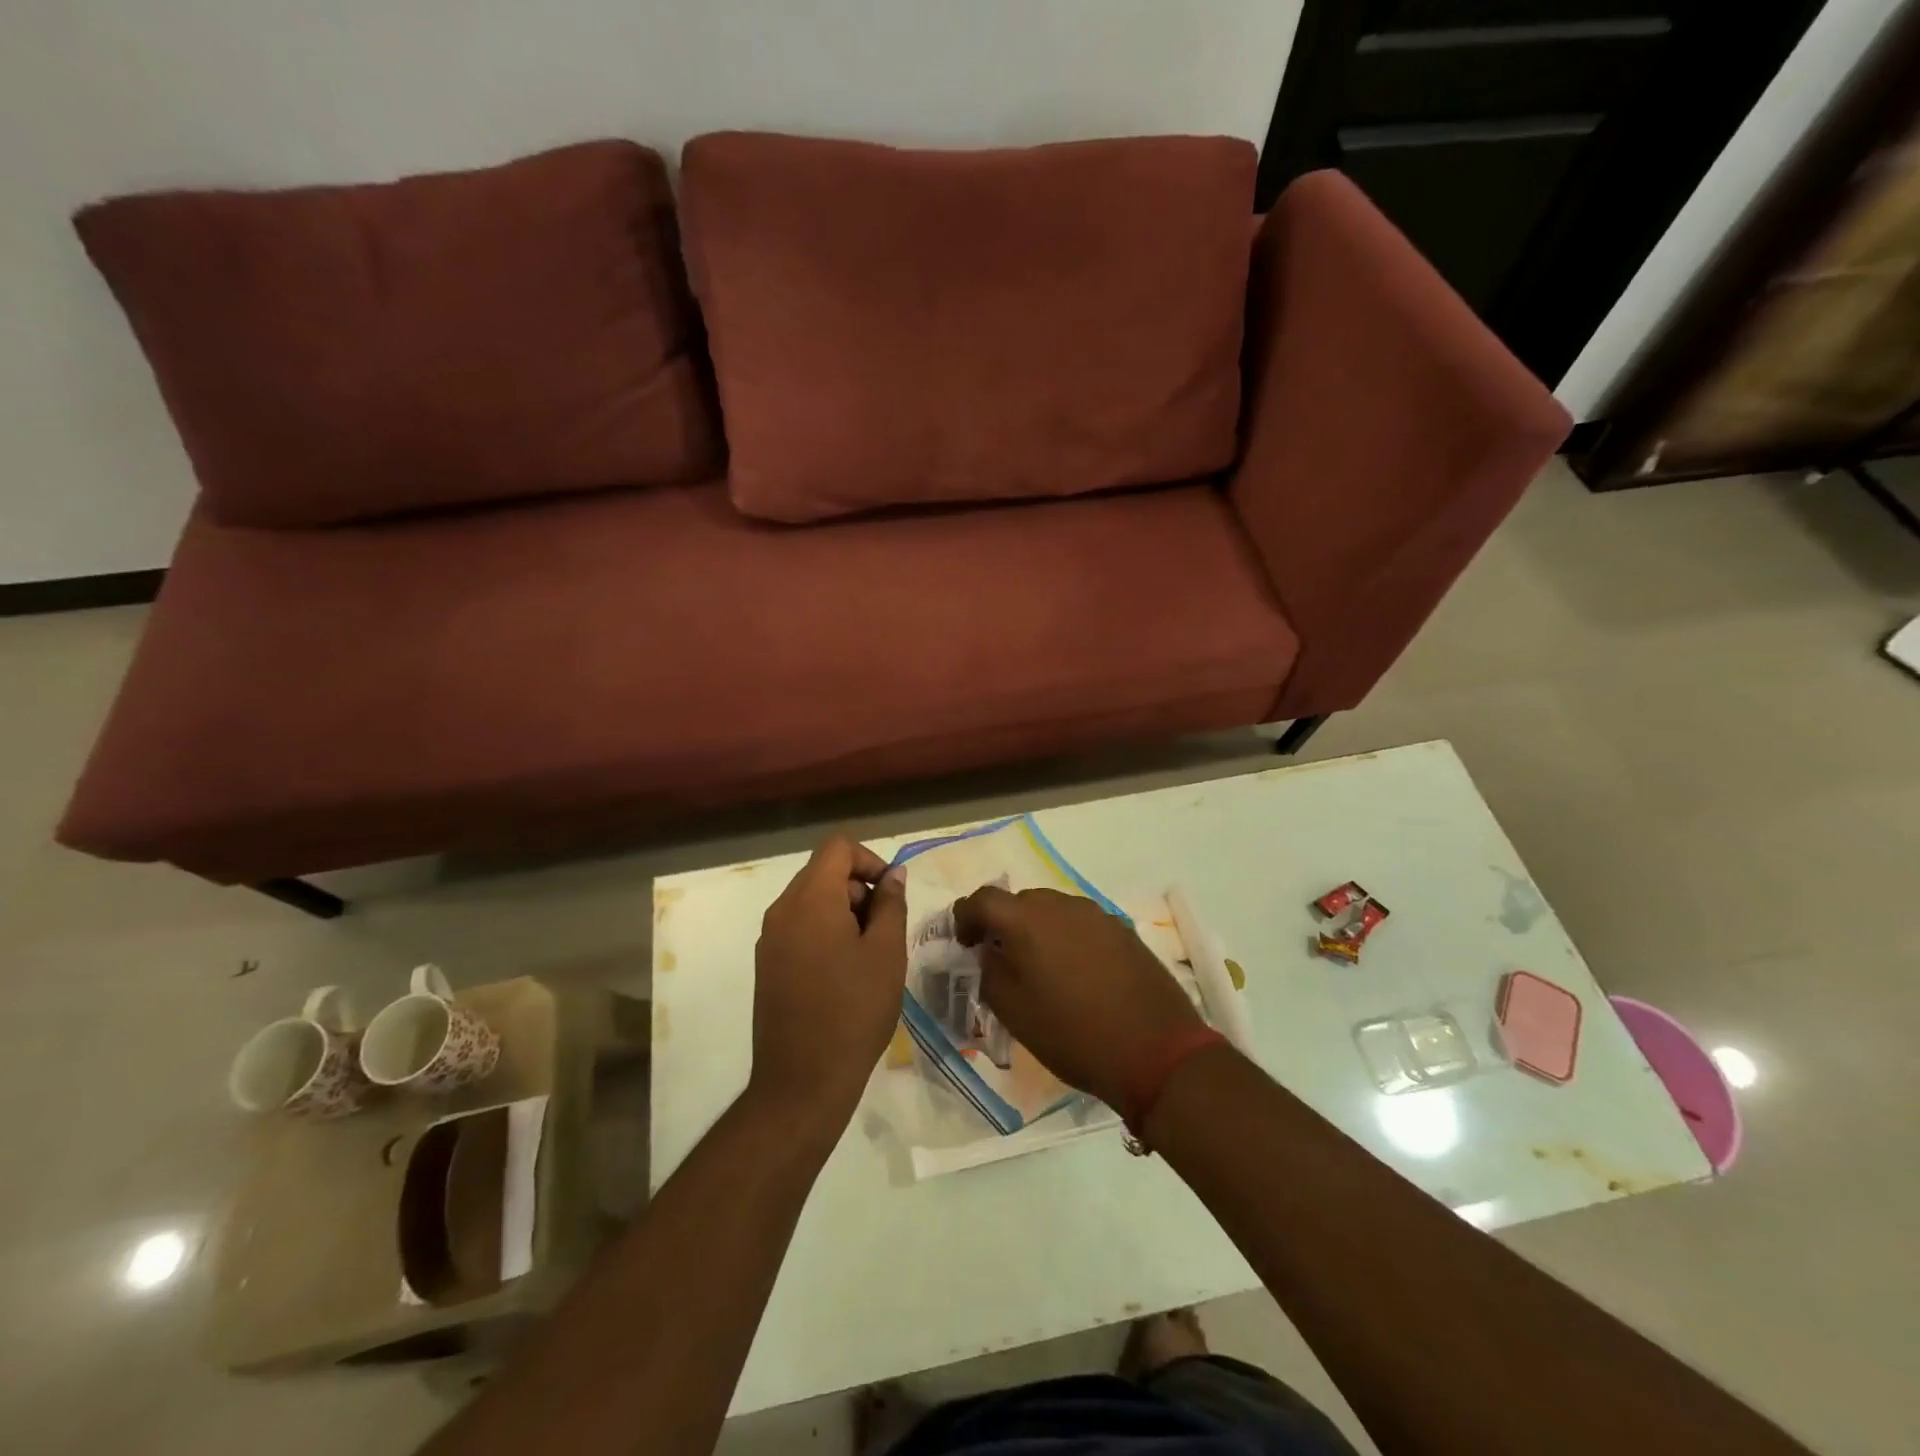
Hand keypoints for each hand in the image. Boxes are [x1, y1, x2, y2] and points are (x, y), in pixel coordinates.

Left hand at [750, 836, 906, 1141]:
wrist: (803, 1081)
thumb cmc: (854, 1010)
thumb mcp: (887, 952)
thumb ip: (891, 904)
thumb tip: (893, 874)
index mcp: (810, 899)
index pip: (838, 847)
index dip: (870, 860)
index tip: (891, 895)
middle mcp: (782, 910)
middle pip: (824, 872)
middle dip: (860, 890)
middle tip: (885, 932)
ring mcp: (770, 938)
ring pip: (813, 901)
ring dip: (845, 913)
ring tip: (869, 956)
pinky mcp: (767, 964)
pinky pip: (800, 927)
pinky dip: (826, 933)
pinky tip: (845, 974)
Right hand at [953, 887, 1202, 1112]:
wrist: (1156, 1050)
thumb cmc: (1074, 1034)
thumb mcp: (1014, 1012)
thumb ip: (991, 971)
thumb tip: (990, 951)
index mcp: (1027, 920)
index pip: (983, 899)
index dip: (965, 917)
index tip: (964, 943)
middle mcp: (1061, 905)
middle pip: (1019, 902)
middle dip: (1003, 924)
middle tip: (1001, 959)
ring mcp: (1096, 914)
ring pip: (1052, 911)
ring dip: (1037, 930)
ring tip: (1040, 968)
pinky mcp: (1122, 929)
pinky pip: (1080, 924)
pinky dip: (1067, 938)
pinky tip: (1075, 973)